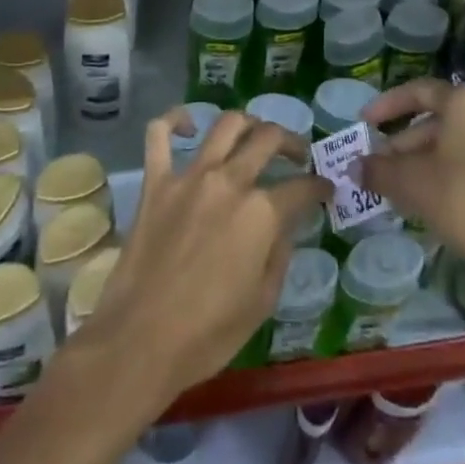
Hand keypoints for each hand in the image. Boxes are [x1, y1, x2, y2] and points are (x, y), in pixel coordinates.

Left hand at [83, 107, 328, 409]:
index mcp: (260, 213)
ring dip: (248, 123)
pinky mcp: (156, 181)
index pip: (302, 187)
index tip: (325, 190)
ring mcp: (190, 176)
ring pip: (226, 124)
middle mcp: (229, 181)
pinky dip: (174, 121)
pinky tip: (188, 127)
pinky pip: (159, 133)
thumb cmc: (207, 335)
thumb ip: (280, 254)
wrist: (139, 343)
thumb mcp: (262, 303)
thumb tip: (285, 225)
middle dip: (291, 142)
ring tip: (254, 135)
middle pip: (268, 139)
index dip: (319, 186)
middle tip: (297, 155)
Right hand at [358, 79, 464, 281]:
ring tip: (400, 186)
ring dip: (424, 161)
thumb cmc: (460, 198)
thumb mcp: (409, 182)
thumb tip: (356, 168)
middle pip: (437, 121)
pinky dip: (449, 175)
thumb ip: (378, 170)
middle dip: (404, 143)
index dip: (387, 105)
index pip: (418, 91)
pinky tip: (432, 201)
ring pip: (456, 145)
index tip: (365, 123)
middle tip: (379, 165)